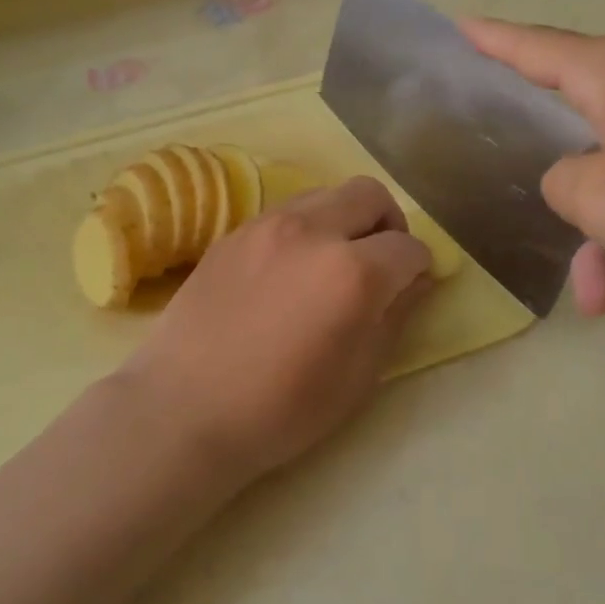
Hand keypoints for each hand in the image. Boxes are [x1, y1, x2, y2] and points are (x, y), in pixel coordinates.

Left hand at [112, 177, 432, 482]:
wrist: (184, 409)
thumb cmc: (281, 409)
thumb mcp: (358, 376)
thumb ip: (395, 317)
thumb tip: (416, 281)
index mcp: (352, 271)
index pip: (408, 246)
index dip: (420, 266)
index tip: (413, 286)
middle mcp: (312, 231)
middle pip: (370, 195)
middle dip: (388, 223)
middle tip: (380, 262)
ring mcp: (266, 225)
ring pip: (325, 194)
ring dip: (344, 219)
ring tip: (332, 264)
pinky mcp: (232, 233)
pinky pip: (284, 212)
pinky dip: (304, 229)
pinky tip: (289, 270)